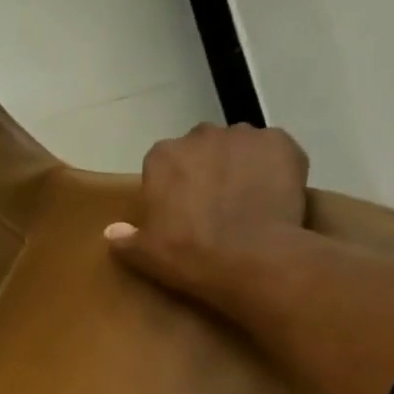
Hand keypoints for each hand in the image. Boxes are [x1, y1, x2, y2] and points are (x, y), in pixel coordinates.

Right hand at [104, 123, 311, 309]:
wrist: (252, 258)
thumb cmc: (189, 255)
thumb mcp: (145, 254)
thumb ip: (125, 238)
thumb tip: (111, 231)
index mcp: (162, 158)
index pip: (162, 163)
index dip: (172, 185)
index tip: (179, 209)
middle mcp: (200, 135)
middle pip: (201, 148)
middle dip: (206, 168)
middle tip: (213, 205)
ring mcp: (244, 135)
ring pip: (238, 146)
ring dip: (240, 165)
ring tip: (247, 199)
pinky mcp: (282, 142)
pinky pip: (274, 151)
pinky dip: (274, 167)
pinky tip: (275, 194)